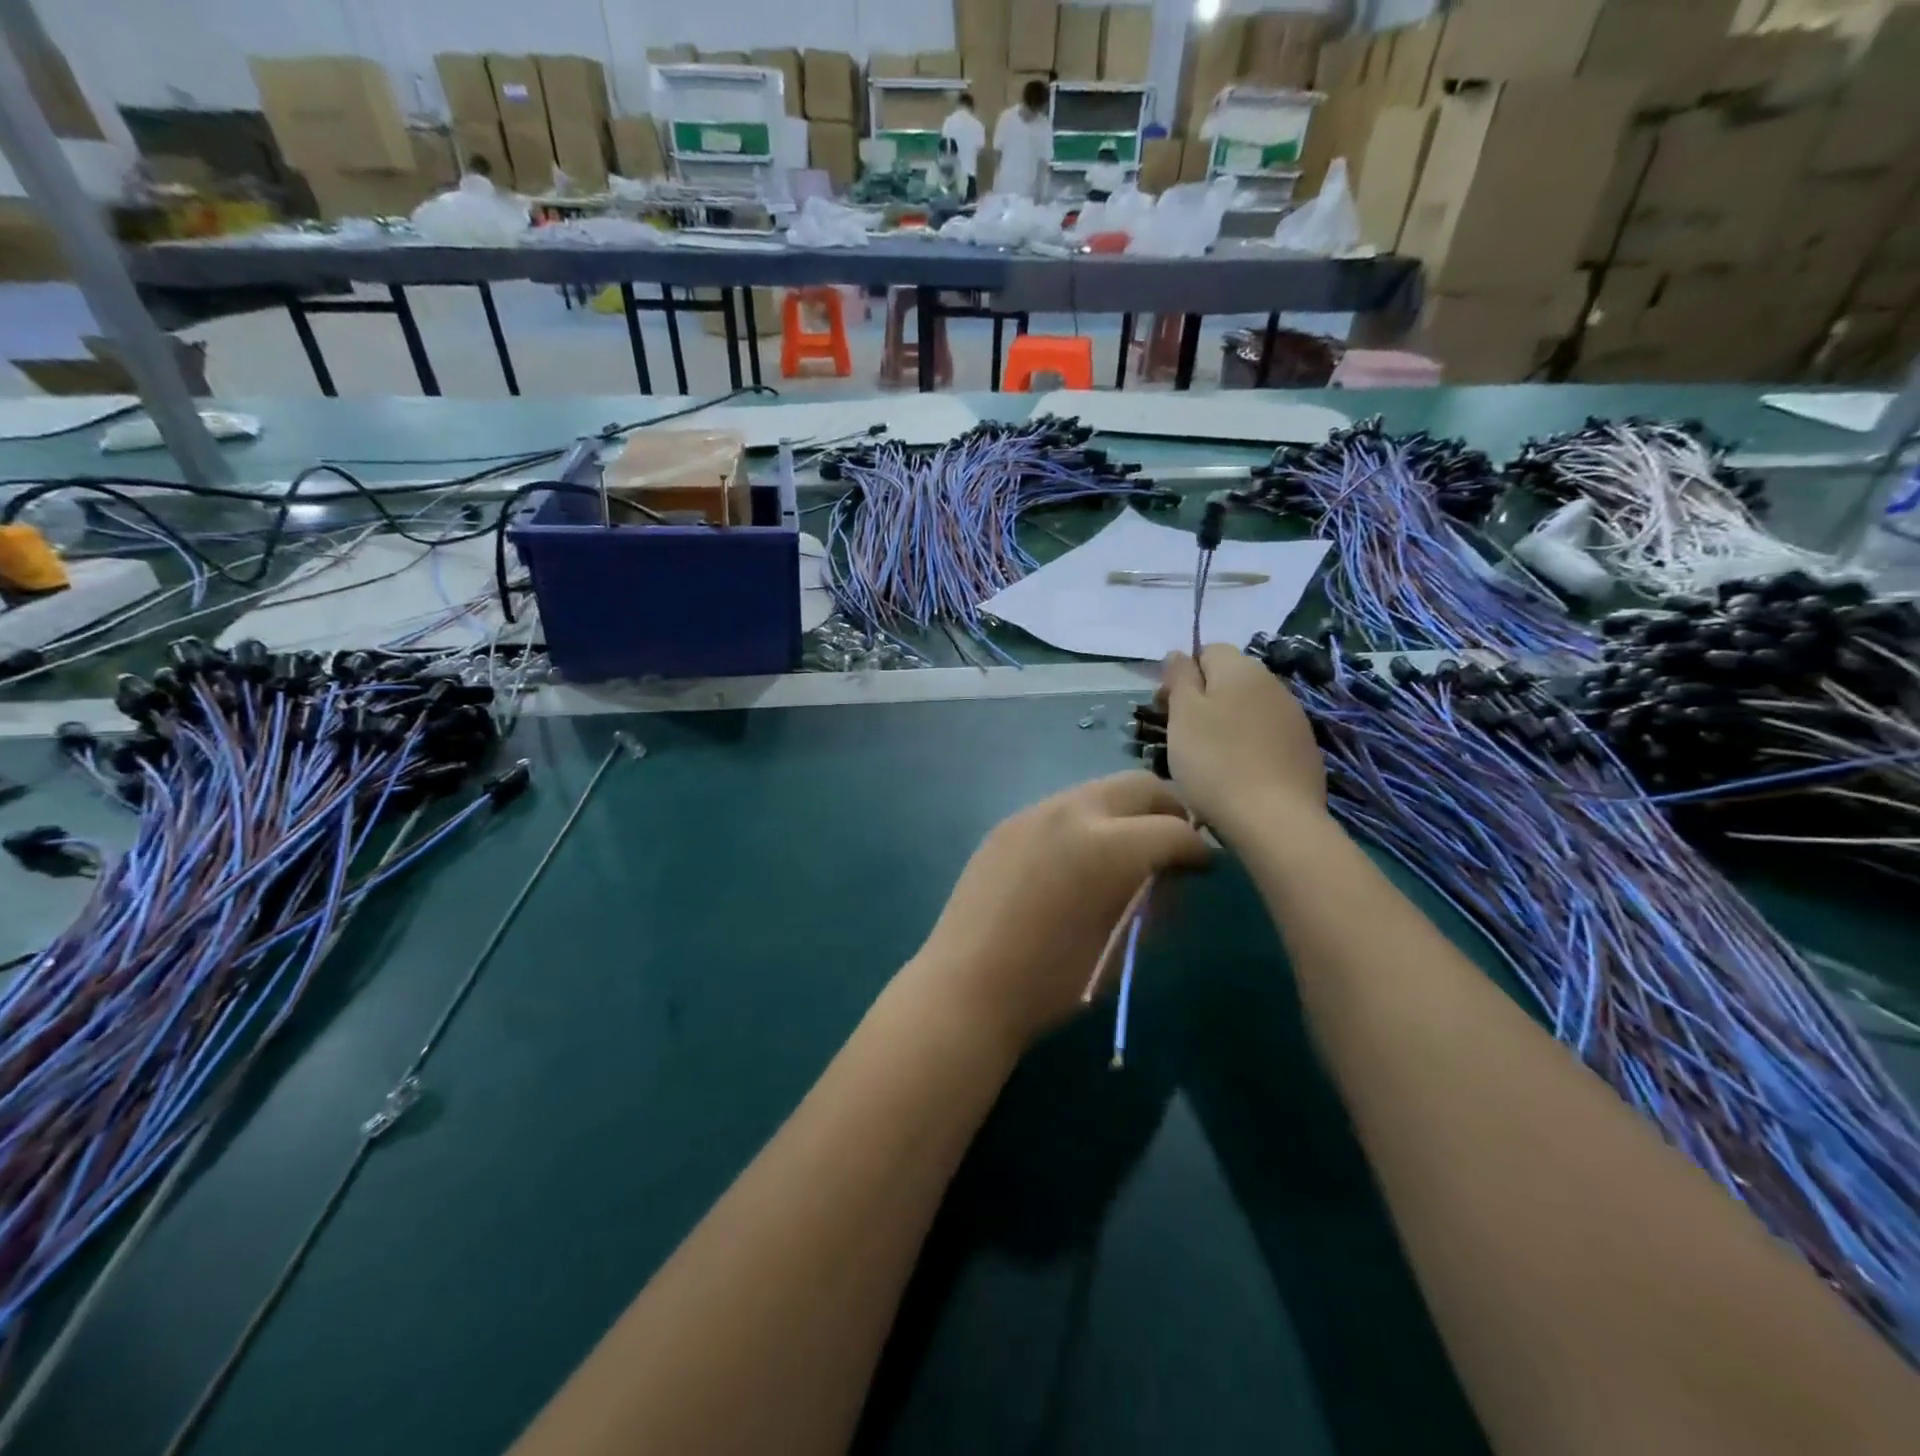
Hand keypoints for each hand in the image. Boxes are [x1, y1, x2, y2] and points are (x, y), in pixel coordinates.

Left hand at [914, 773, 1210, 1050]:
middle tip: (1173, 846)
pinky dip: (1086, 822)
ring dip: (1124, 812)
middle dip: (1167, 810)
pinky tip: (1078, 858)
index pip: (1174, 830)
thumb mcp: (1122, 944)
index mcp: (1107, 845)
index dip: (1198, 850)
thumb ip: (1152, 898)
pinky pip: (1061, 807)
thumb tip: (1169, 875)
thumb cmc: (1053, 982)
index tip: (1204, 868)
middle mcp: (1072, 812)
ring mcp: (1034, 812)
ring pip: (1098, 790)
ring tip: (1126, 851)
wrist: (967, 987)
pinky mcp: (1008, 823)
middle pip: (1139, 785)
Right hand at [1159, 645, 1326, 838]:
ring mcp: (1293, 717)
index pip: (1207, 651)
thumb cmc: (1214, 761)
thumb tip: (1178, 652)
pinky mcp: (1304, 749)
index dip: (1182, 674)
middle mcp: (1272, 684)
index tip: (1165, 707)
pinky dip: (1247, 745)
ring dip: (1225, 723)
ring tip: (1206, 758)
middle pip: (1229, 679)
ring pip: (1248, 708)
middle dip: (1203, 699)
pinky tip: (1236, 773)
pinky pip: (1266, 735)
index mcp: (1240, 668)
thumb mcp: (1183, 714)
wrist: (1273, 819)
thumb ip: (1179, 677)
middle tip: (1180, 735)